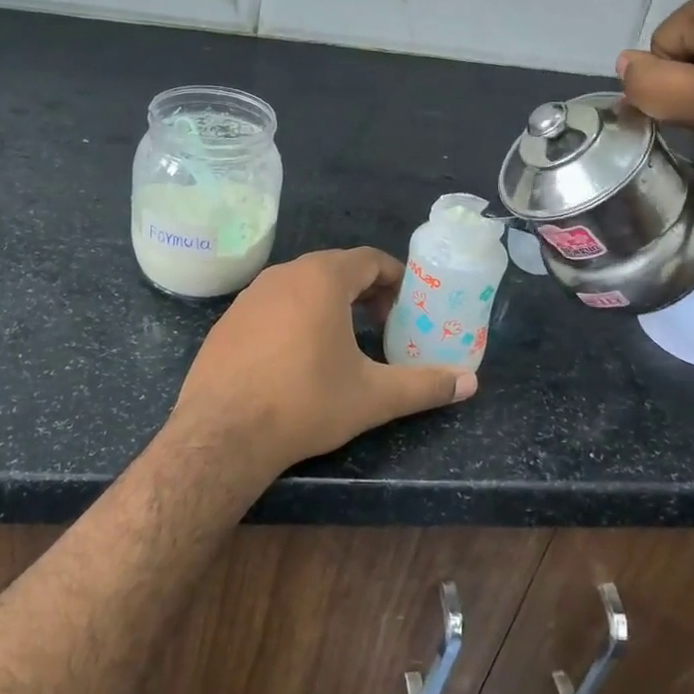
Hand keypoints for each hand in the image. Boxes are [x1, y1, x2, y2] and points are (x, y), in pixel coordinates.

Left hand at [166, 248, 475, 480]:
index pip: (369, 259)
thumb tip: (471, 382)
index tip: (408, 305)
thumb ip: (424, 386)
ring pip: (301, 286)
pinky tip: (297, 356)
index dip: (395, 278)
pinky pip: (272, 305)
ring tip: (345, 339)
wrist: (222, 434)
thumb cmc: (305, 402)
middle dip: (365, 291)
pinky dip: (295, 317)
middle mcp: (284, 274)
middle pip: (335, 268)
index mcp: (322, 278)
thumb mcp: (373, 396)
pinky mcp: (228, 320)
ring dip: (329, 303)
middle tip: (383, 323)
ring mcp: (250, 295)